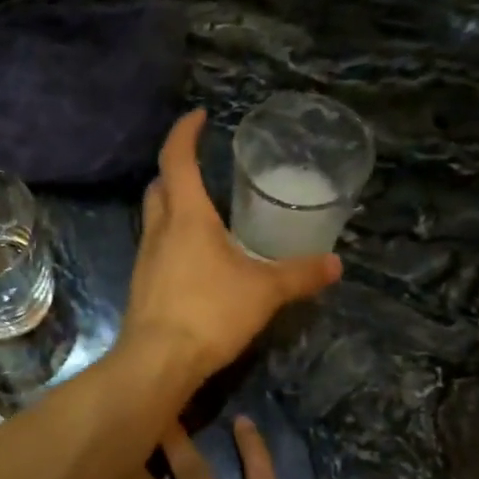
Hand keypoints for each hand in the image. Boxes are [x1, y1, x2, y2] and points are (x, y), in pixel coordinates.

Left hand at [120, 111, 340, 381]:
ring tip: (206, 215)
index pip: (177, 159)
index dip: (185, 133)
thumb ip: (299, 275)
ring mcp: (145, 260)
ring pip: (154, 219)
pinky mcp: (143, 287)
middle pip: (159, 187)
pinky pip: (156, 250)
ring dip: (173, 207)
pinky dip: (173, 241)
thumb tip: (335, 264)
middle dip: (176, 170)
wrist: (157, 362)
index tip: (199, 116)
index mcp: (186, 217)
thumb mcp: (264, 292)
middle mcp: (159, 231)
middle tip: (202, 169)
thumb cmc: (209, 313)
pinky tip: (196, 261)